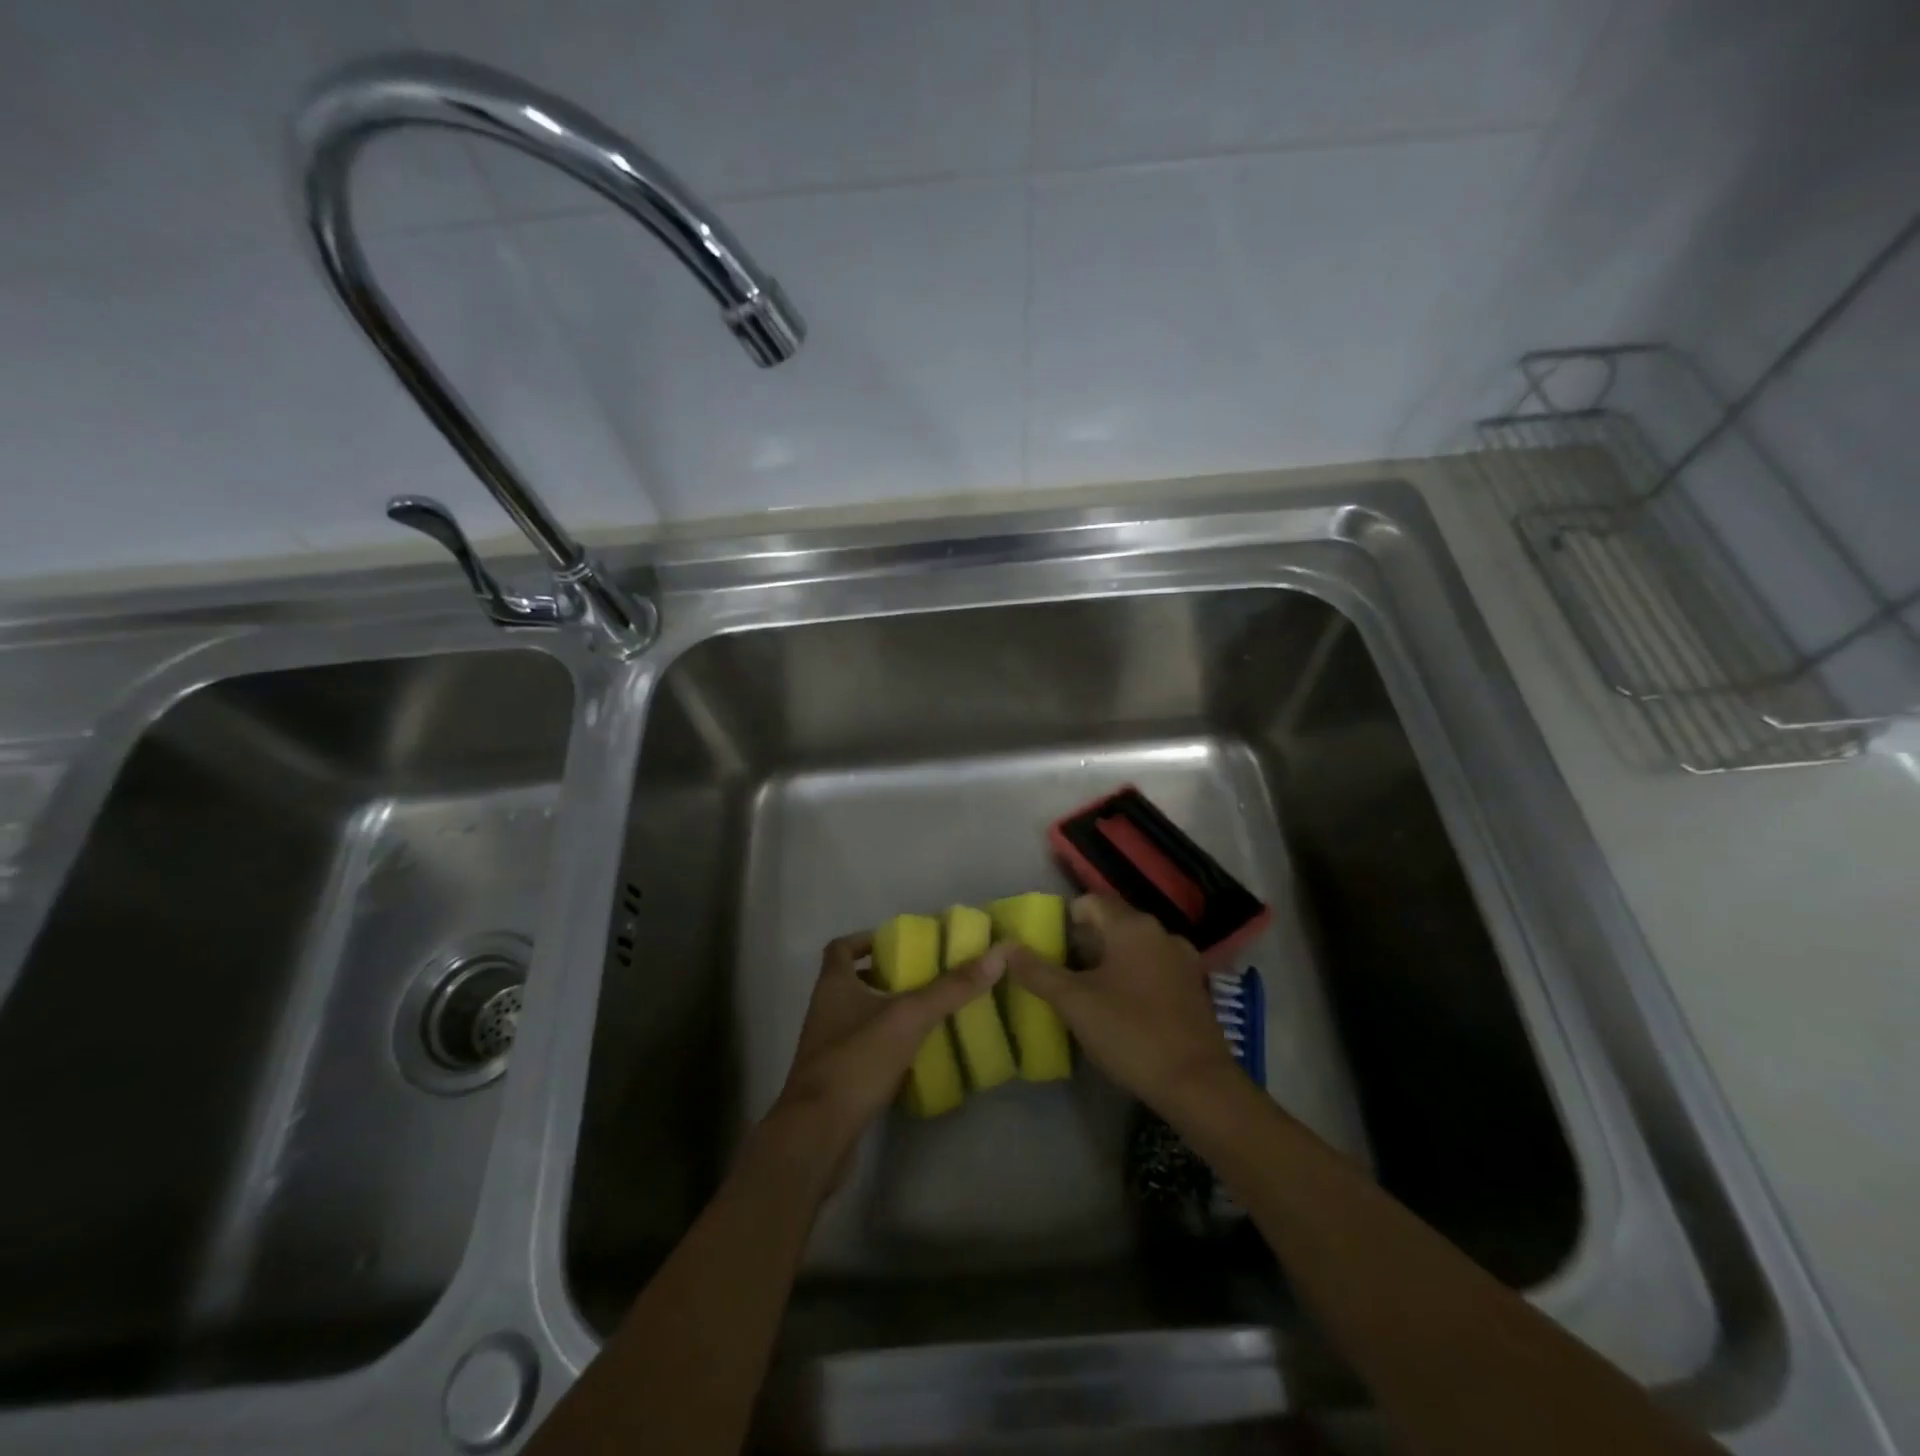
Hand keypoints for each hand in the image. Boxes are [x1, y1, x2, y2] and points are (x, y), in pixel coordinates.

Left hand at [767, 931, 1004, 1176]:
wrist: (817, 1134)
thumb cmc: (857, 1061)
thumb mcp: (909, 1017)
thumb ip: (951, 988)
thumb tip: (996, 954)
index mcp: (833, 985)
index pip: (841, 948)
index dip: (866, 940)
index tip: (898, 943)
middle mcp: (825, 1011)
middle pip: (851, 981)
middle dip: (885, 976)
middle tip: (923, 977)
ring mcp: (827, 1048)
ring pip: (858, 1017)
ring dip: (886, 1012)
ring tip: (926, 1013)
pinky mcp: (836, 1080)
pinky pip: (863, 1051)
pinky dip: (886, 1046)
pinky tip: (915, 1055)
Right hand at [1002, 895, 1239, 1112]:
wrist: (1197, 1084)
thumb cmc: (1130, 1033)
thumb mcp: (1074, 1002)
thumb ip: (1037, 971)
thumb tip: (1006, 947)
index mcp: (1132, 926)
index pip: (1090, 902)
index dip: (1064, 920)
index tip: (1047, 948)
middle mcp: (1161, 932)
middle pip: (1112, 924)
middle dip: (1084, 944)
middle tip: (1060, 974)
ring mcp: (1182, 960)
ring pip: (1134, 948)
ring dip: (1109, 962)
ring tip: (1087, 993)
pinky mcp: (1194, 987)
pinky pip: (1154, 969)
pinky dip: (1133, 978)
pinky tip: (1122, 1009)